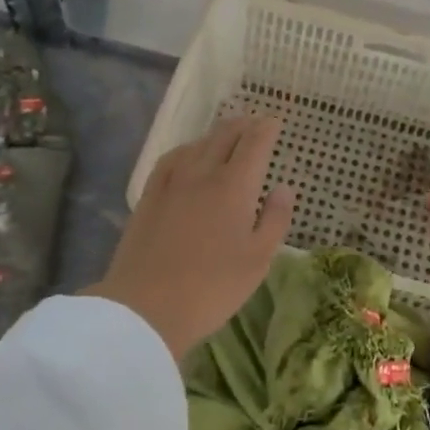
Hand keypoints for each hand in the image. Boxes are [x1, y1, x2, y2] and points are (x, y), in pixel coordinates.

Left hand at [89, 117, 295, 358]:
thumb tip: (284, 188)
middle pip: (224, 135)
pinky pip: (171, 159)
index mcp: (235, 186)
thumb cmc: (212, 287)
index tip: (275, 121)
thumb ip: (275, 219)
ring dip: (217, 134)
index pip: (254, 143)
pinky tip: (187, 156)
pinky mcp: (149, 196)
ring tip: (226, 136)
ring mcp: (172, 182)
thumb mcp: (258, 260)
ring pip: (198, 143)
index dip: (266, 128)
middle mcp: (203, 173)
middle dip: (243, 124)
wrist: (146, 308)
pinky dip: (187, 149)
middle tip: (255, 123)